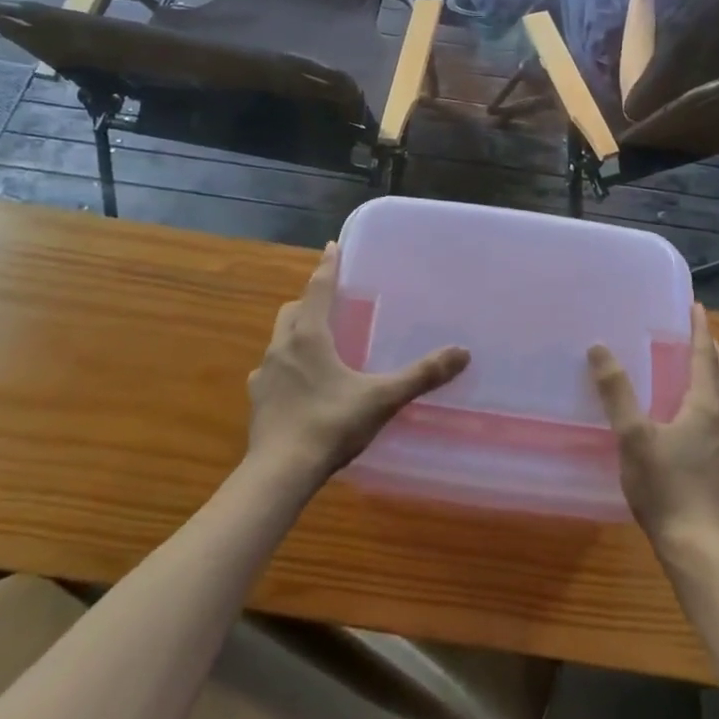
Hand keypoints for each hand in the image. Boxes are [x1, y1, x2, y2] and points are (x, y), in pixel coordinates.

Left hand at [247, 244, 468, 487]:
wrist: (280, 473)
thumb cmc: (330, 424)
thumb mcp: (381, 398)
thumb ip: (421, 375)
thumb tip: (462, 353)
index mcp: (309, 336)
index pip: (318, 289)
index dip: (327, 267)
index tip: (331, 246)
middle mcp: (282, 347)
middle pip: (293, 310)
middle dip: (309, 301)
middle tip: (329, 304)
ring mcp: (264, 374)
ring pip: (279, 339)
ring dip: (295, 334)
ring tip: (317, 345)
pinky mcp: (257, 400)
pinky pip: (271, 371)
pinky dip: (285, 367)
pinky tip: (299, 386)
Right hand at [589, 305, 718, 557]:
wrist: (703, 552)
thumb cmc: (666, 488)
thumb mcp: (633, 438)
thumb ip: (617, 393)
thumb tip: (599, 348)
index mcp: (707, 409)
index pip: (706, 358)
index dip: (701, 331)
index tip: (697, 307)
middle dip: (715, 354)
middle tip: (697, 339)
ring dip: (717, 383)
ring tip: (694, 380)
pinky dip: (714, 414)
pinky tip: (696, 432)